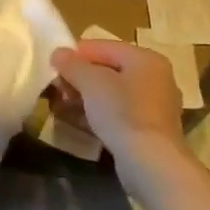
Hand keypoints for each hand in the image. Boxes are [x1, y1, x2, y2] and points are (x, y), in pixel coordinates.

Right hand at [50, 39, 190, 185]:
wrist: (151, 163)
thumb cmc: (122, 112)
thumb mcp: (91, 82)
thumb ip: (72, 64)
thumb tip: (58, 53)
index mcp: (145, 58)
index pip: (103, 46)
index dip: (75, 54)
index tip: (53, 68)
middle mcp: (155, 77)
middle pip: (108, 69)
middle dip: (80, 77)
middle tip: (58, 89)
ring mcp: (155, 105)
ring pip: (113, 92)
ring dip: (87, 96)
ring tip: (64, 105)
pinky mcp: (150, 130)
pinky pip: (119, 112)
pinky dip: (100, 113)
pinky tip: (81, 121)